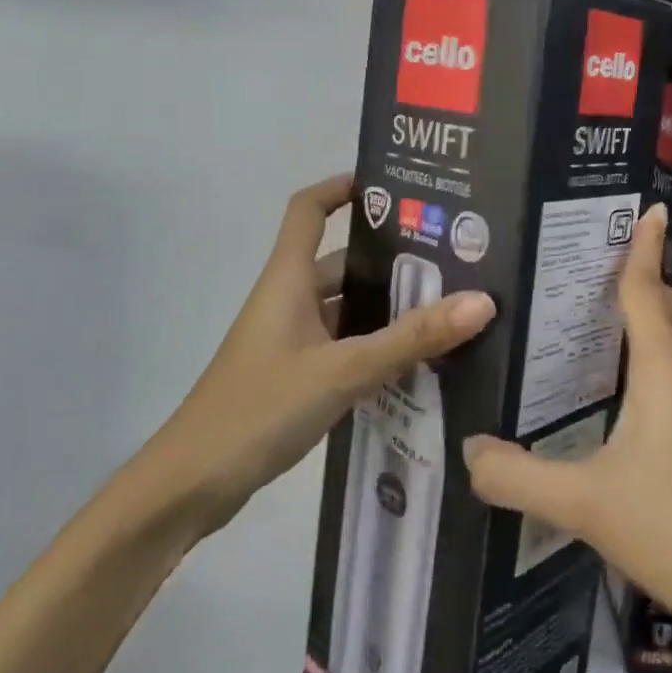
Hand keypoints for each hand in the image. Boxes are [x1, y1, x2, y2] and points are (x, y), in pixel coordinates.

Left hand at [136, 174, 494, 539]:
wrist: (190, 486)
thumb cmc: (259, 409)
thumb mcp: (342, 370)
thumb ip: (410, 339)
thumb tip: (481, 301)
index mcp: (288, 279)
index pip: (309, 209)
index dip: (341, 187)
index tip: (391, 187)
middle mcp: (288, 301)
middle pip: (340, 262)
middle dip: (389, 258)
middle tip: (451, 259)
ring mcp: (289, 341)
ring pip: (345, 309)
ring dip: (386, 308)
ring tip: (447, 308)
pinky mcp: (292, 378)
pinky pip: (342, 347)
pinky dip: (374, 347)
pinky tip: (415, 364)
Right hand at [462, 203, 671, 672]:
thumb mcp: (585, 504)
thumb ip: (518, 477)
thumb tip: (468, 450)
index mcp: (665, 372)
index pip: (649, 291)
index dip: (645, 249)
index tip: (652, 210)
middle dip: (649, 277)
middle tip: (605, 268)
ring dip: (660, 316)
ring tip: (613, 321)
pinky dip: (668, 354)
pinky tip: (637, 390)